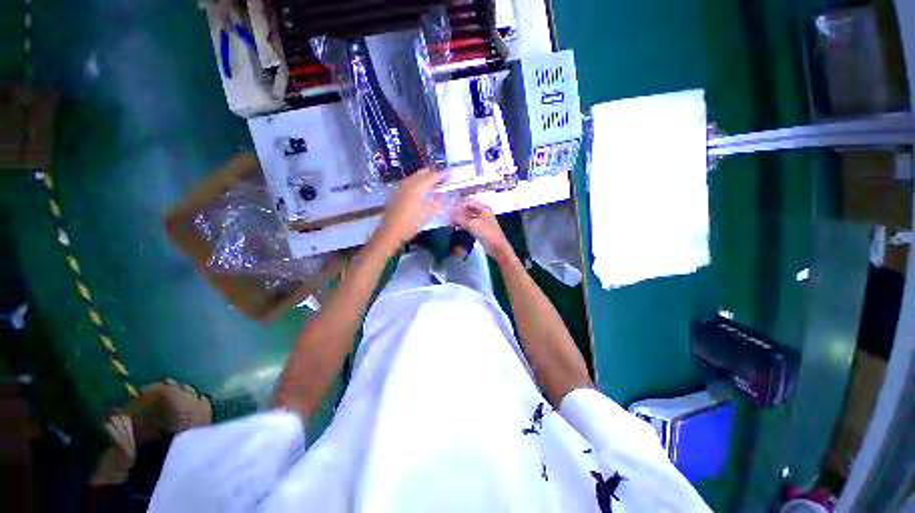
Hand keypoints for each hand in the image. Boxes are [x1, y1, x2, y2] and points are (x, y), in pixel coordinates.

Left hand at [375, 168, 443, 248]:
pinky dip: (415, 181)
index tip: (448, 173)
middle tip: (440, 176)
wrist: (389, 232)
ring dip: (422, 176)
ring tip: (431, 181)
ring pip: (413, 176)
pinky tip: (418, 188)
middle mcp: (408, 184)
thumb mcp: (426, 216)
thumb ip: (436, 205)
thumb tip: (443, 197)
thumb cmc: (409, 225)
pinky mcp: (395, 193)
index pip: (431, 177)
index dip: (440, 175)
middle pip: (421, 173)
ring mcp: (400, 187)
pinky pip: (407, 182)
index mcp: (417, 189)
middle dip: (431, 173)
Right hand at [450, 198, 511, 259]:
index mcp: (483, 209)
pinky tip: (455, 229)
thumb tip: (450, 215)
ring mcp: (481, 222)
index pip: (469, 202)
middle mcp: (482, 214)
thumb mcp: (472, 224)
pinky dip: (463, 226)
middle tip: (448, 217)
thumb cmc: (486, 232)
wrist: (496, 247)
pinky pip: (469, 226)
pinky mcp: (479, 230)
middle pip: (468, 211)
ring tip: (450, 223)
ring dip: (460, 220)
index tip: (450, 209)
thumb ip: (460, 219)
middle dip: (458, 213)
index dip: (459, 204)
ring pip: (468, 219)